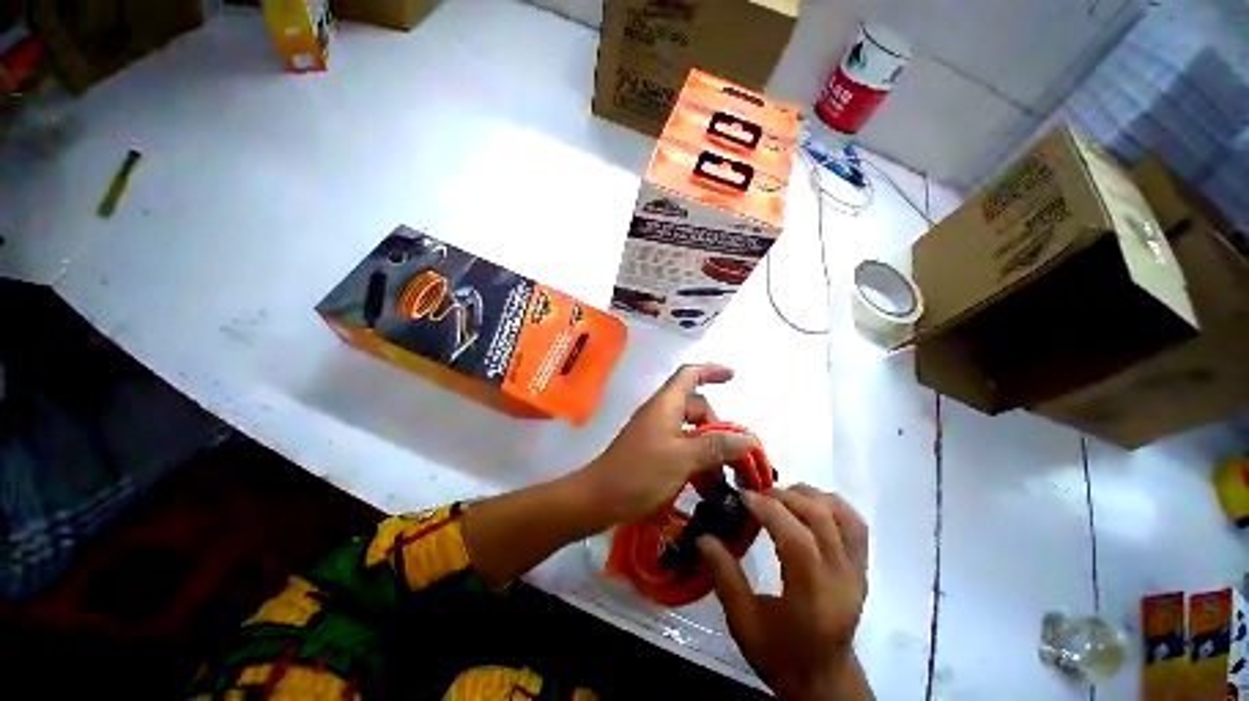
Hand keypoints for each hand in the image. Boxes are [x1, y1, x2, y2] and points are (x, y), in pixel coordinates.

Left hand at [575, 363, 757, 525]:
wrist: (598, 498)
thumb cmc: (639, 472)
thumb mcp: (681, 458)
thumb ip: (714, 446)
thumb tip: (746, 438)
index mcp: (666, 404)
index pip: (689, 374)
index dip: (711, 371)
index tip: (733, 377)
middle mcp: (661, 412)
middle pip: (696, 406)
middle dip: (717, 426)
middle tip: (732, 455)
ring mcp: (655, 431)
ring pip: (690, 430)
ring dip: (708, 448)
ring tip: (721, 478)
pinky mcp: (652, 450)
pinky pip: (681, 446)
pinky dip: (695, 459)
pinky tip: (705, 483)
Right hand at [698, 486, 871, 700]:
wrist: (824, 681)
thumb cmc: (780, 654)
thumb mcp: (744, 621)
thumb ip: (724, 576)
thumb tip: (702, 536)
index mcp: (814, 595)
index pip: (797, 538)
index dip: (769, 509)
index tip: (743, 496)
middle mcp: (842, 577)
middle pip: (820, 518)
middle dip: (784, 496)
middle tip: (757, 494)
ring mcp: (857, 571)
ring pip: (842, 515)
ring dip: (809, 496)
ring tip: (781, 496)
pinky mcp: (862, 568)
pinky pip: (855, 524)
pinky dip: (831, 505)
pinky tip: (808, 505)